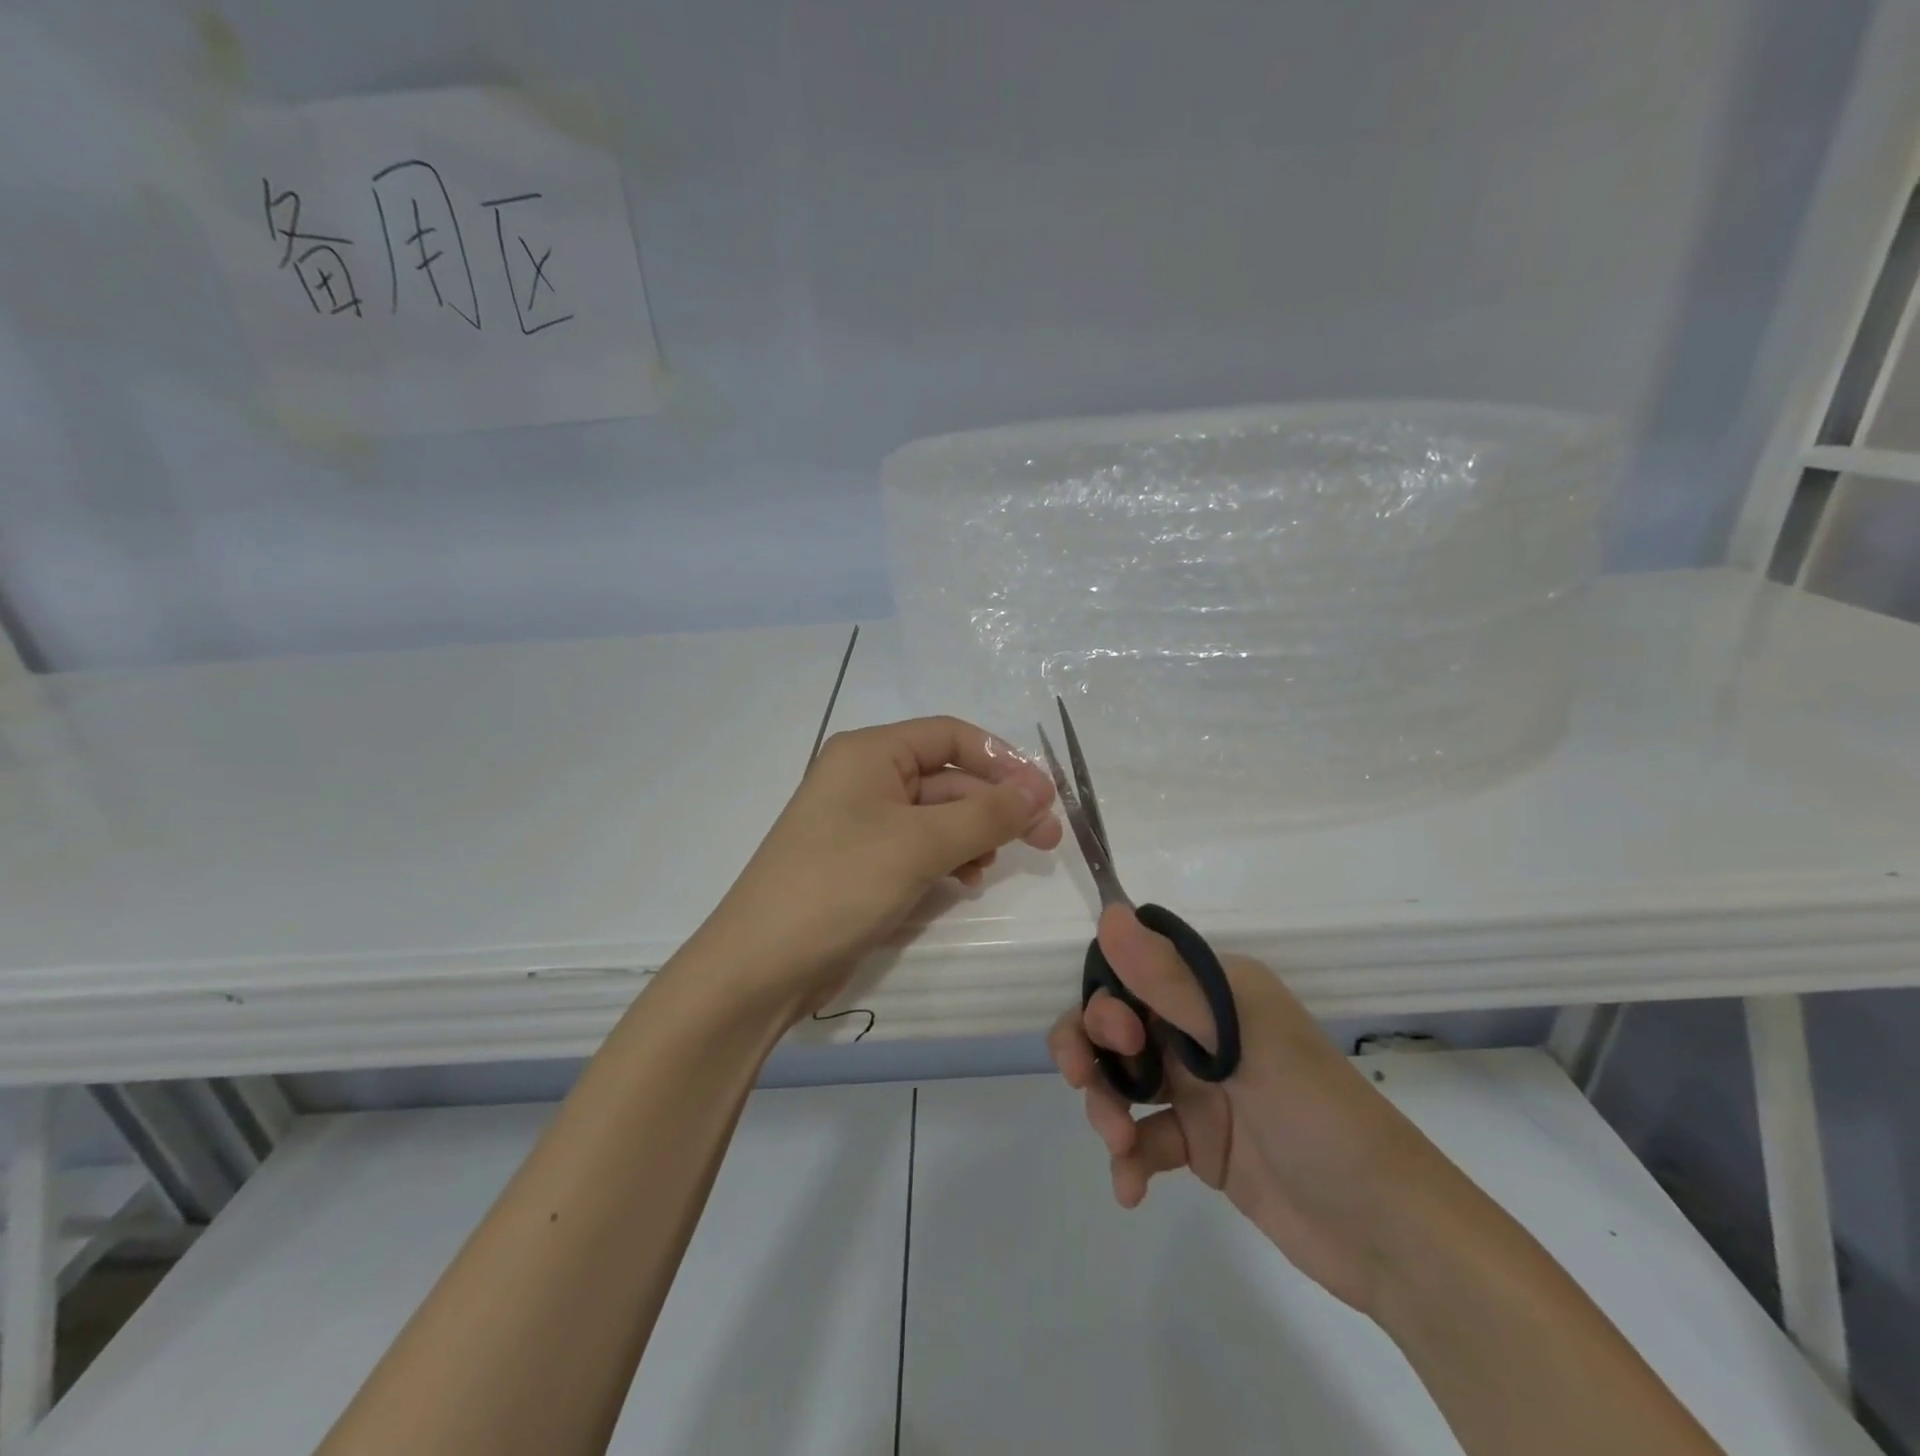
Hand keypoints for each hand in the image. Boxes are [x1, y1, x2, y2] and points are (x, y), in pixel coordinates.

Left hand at [692, 717, 1062, 1019]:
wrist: (761, 966)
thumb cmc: (839, 885)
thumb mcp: (920, 845)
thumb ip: (986, 814)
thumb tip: (1041, 789)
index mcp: (870, 752)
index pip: (951, 736)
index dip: (1002, 760)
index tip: (1044, 796)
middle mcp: (865, 777)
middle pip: (948, 778)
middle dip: (995, 806)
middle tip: (1045, 840)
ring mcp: (861, 822)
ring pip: (937, 816)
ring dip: (973, 836)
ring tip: (989, 868)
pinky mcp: (862, 862)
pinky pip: (919, 847)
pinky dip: (947, 859)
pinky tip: (963, 883)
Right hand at [1048, 906, 1467, 1315]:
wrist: (1390, 1237)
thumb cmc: (1318, 1118)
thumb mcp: (1243, 1045)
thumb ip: (1170, 983)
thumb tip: (1109, 913)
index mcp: (1216, 991)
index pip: (1135, 970)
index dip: (1108, 997)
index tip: (1118, 1035)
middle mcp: (1202, 1030)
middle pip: (1117, 1023)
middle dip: (1090, 1048)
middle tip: (1085, 1081)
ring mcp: (1199, 1088)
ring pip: (1123, 1078)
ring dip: (1106, 1106)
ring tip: (1118, 1146)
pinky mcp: (1200, 1143)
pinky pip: (1144, 1137)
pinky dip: (1129, 1158)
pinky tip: (1130, 1188)